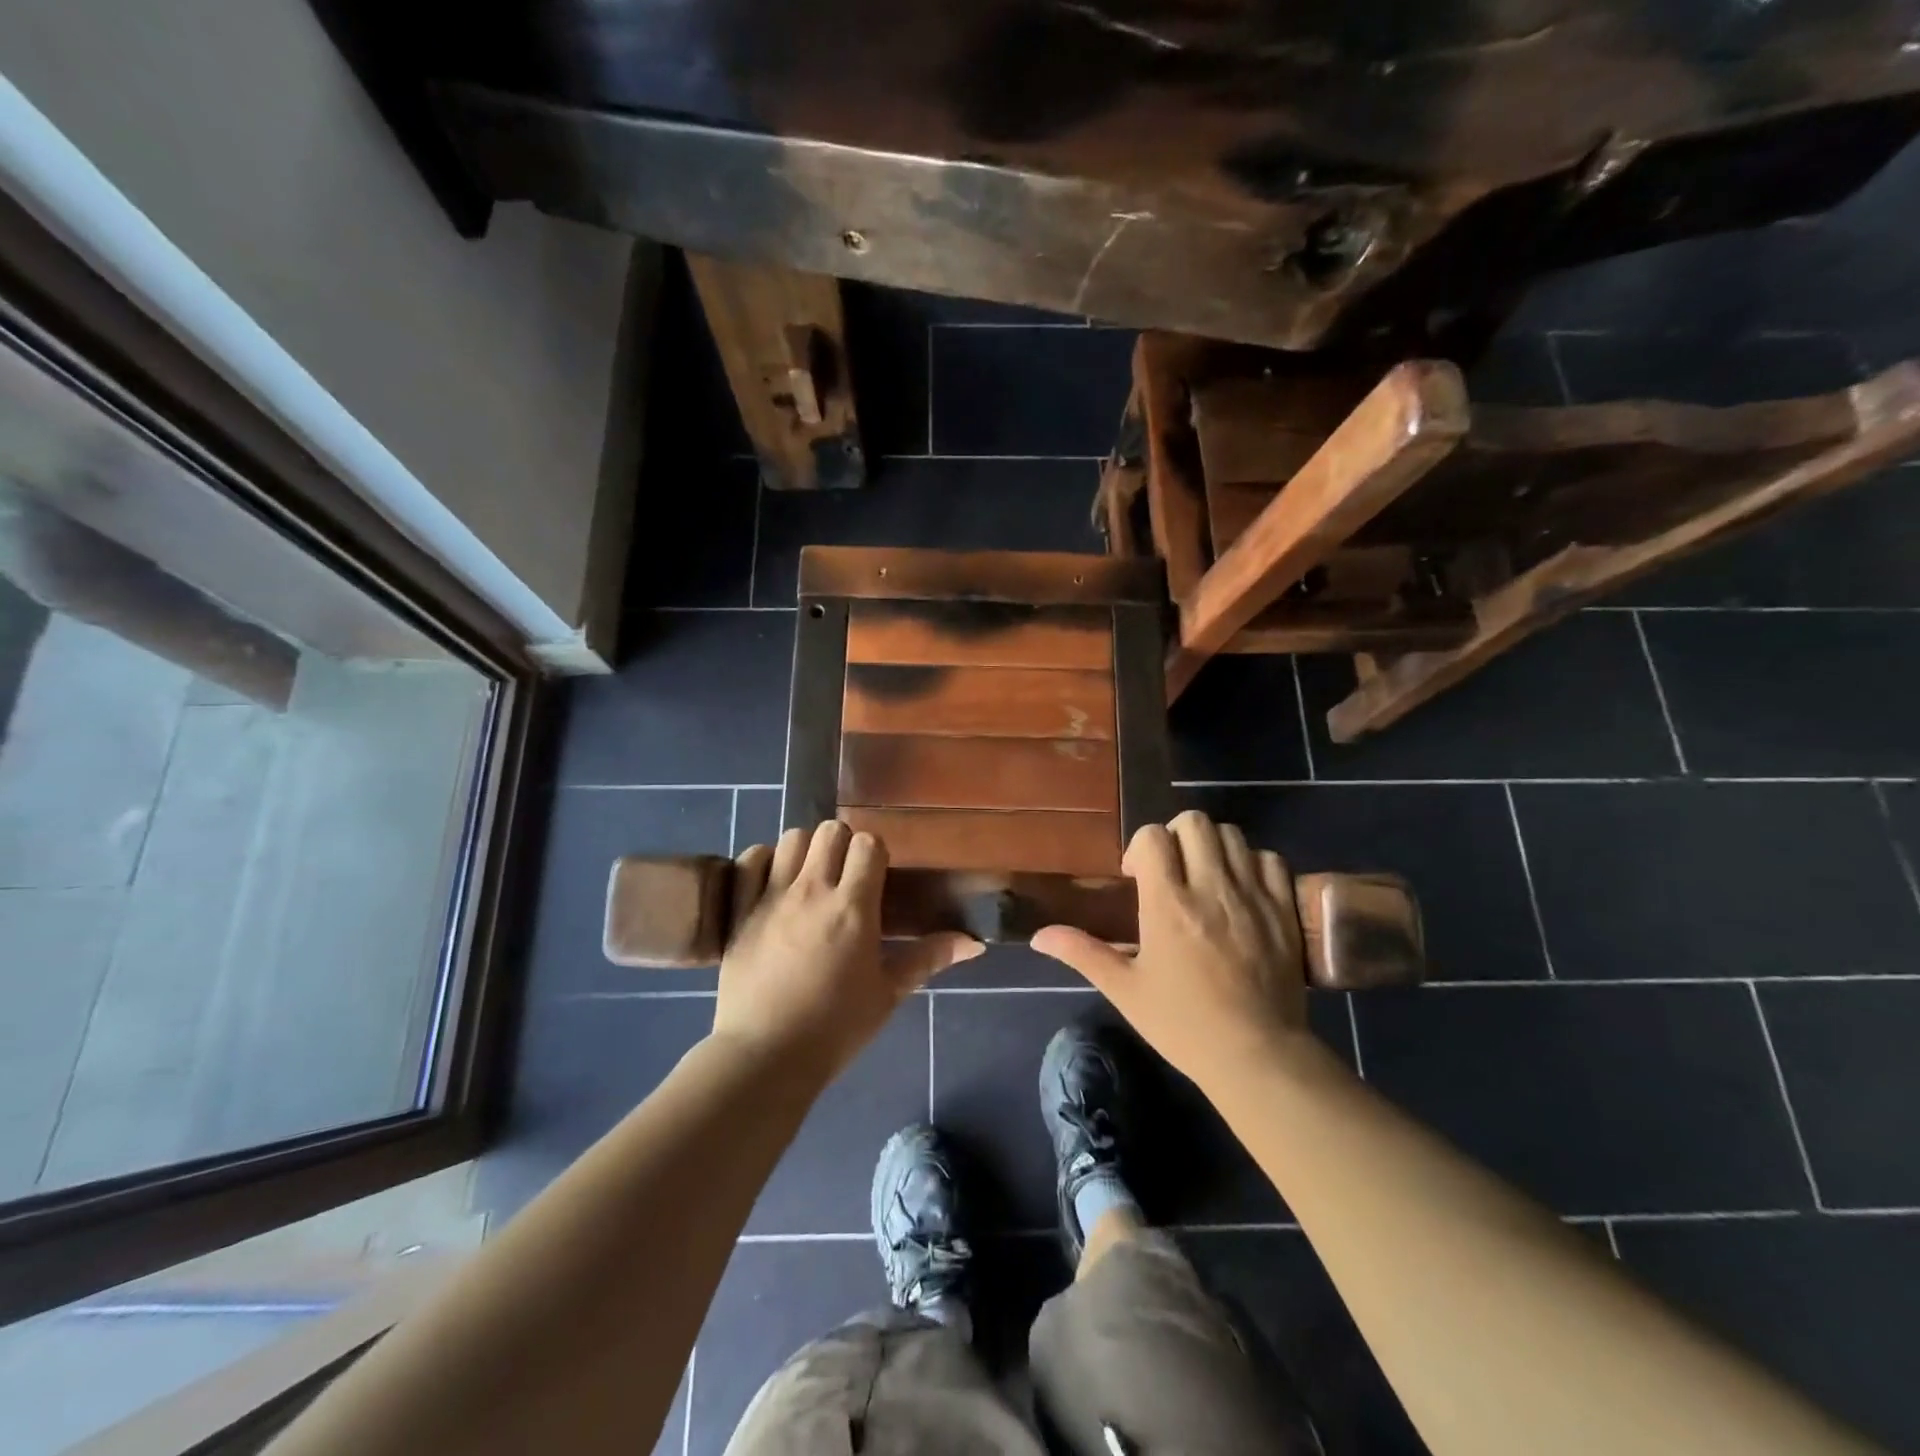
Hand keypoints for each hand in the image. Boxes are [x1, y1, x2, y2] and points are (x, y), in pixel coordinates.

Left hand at [712, 821, 981, 1079]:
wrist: (766, 1056)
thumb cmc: (835, 1028)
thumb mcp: (888, 994)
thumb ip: (928, 958)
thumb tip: (975, 943)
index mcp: (853, 908)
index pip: (868, 844)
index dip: (875, 853)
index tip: (876, 876)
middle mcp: (812, 891)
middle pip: (830, 831)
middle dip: (842, 844)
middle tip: (844, 875)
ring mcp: (771, 896)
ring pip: (791, 838)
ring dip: (805, 850)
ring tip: (810, 877)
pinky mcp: (740, 909)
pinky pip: (750, 859)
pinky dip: (763, 861)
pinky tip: (772, 882)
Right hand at [1031, 810, 1308, 1087]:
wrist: (1257, 1055)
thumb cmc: (1183, 1024)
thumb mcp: (1125, 990)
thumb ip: (1082, 952)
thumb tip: (1038, 936)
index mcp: (1168, 904)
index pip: (1153, 836)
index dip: (1140, 846)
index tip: (1138, 877)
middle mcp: (1211, 888)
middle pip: (1194, 823)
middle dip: (1176, 835)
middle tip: (1171, 868)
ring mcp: (1253, 896)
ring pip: (1233, 835)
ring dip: (1213, 846)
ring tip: (1206, 876)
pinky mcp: (1285, 909)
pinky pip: (1271, 859)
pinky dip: (1253, 863)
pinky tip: (1242, 888)